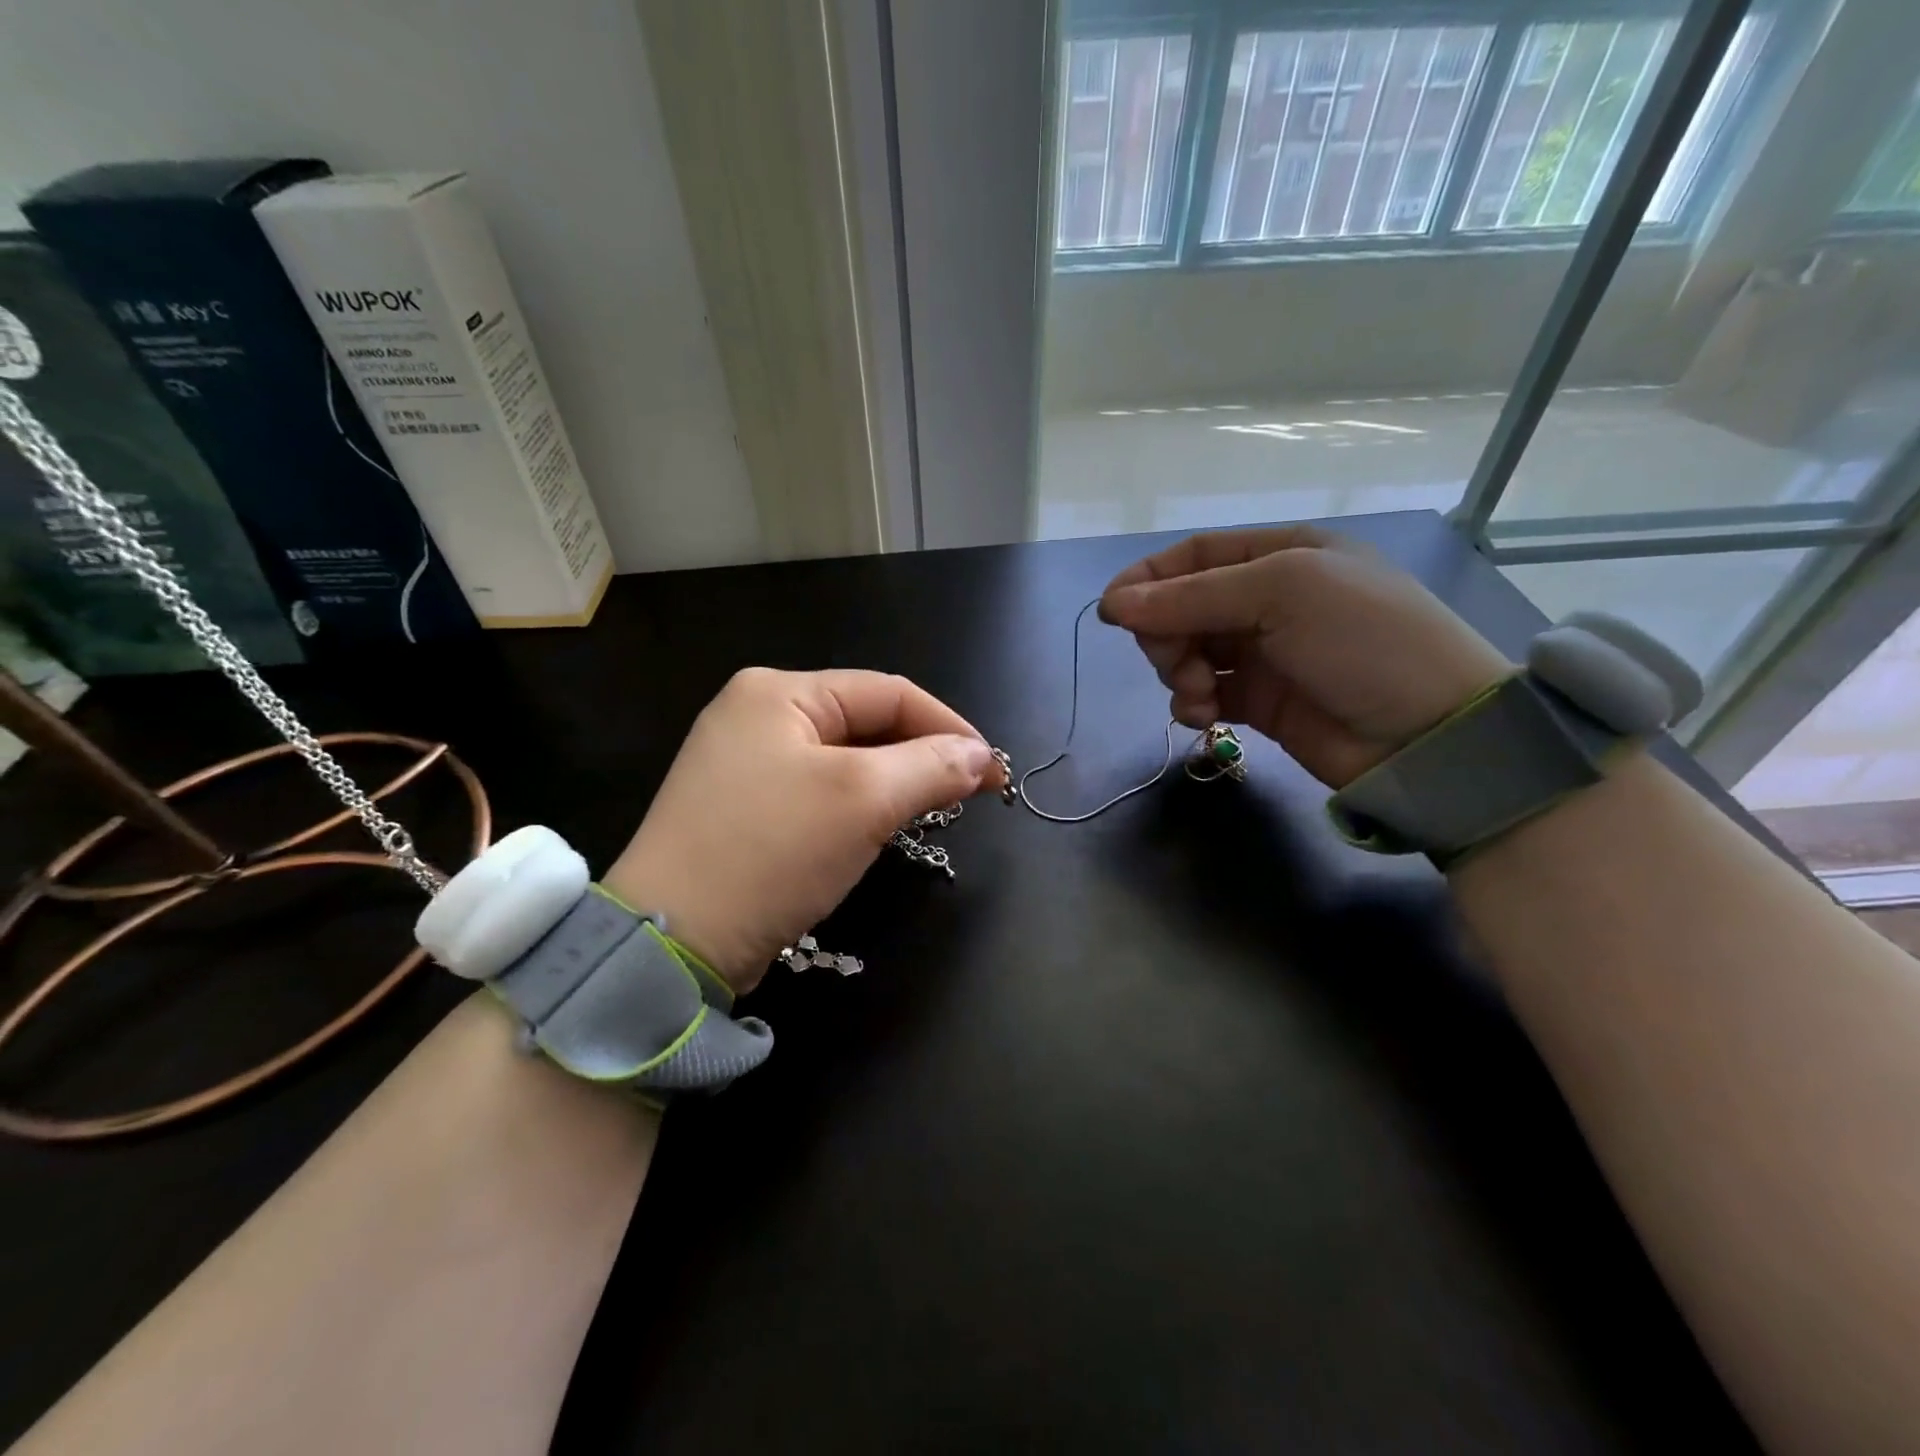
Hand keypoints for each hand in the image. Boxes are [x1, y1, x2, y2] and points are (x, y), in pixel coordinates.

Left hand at [603, 669, 1003, 994]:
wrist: (672, 944)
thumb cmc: (771, 851)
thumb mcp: (862, 800)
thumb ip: (931, 766)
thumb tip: (980, 756)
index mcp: (778, 693)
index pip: (887, 692)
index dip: (949, 726)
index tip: (993, 771)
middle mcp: (757, 716)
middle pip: (865, 723)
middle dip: (922, 755)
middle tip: (970, 794)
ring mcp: (745, 764)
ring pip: (846, 760)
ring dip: (895, 782)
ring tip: (935, 809)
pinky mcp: (743, 809)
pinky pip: (819, 793)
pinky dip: (859, 806)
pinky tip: (881, 828)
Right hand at [1099, 526, 1511, 788]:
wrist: (1431, 734)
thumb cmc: (1363, 640)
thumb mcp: (1282, 594)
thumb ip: (1193, 597)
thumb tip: (1113, 603)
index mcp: (1281, 554)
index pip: (1195, 556)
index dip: (1149, 580)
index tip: (1112, 611)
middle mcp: (1269, 599)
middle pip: (1184, 606)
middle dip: (1166, 633)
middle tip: (1174, 661)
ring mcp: (1264, 653)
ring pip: (1189, 652)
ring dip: (1179, 672)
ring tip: (1198, 696)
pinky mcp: (1261, 702)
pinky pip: (1205, 693)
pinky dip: (1193, 703)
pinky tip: (1203, 717)